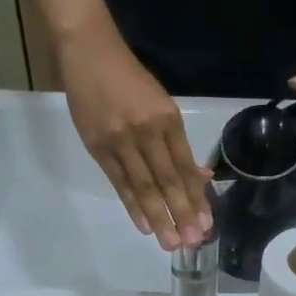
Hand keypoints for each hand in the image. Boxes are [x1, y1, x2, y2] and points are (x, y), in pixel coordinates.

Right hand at [58, 23, 210, 249]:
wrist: (88, 52)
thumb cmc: (129, 79)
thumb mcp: (161, 105)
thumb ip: (178, 144)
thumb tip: (200, 177)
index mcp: (167, 119)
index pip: (185, 168)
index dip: (196, 198)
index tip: (207, 224)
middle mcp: (147, 131)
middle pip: (168, 181)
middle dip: (182, 214)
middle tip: (193, 242)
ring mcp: (121, 140)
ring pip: (144, 186)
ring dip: (159, 217)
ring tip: (171, 243)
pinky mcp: (98, 147)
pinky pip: (119, 183)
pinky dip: (133, 206)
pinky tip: (144, 226)